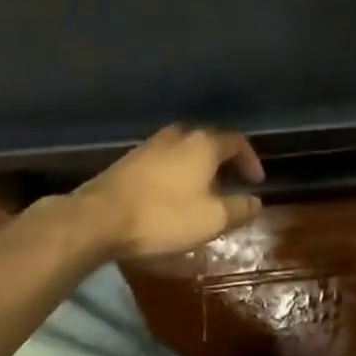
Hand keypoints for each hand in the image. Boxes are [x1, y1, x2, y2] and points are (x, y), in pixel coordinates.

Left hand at [74, 125, 264, 258]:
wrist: (98, 218)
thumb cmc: (163, 216)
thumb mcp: (210, 220)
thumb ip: (238, 209)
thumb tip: (257, 201)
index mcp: (204, 144)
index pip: (237, 142)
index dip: (250, 160)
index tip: (256, 182)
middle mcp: (180, 135)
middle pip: (209, 142)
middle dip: (223, 163)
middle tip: (229, 185)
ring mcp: (152, 144)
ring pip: (184, 150)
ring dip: (197, 167)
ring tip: (200, 192)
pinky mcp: (130, 159)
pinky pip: (164, 160)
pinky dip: (175, 173)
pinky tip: (170, 195)